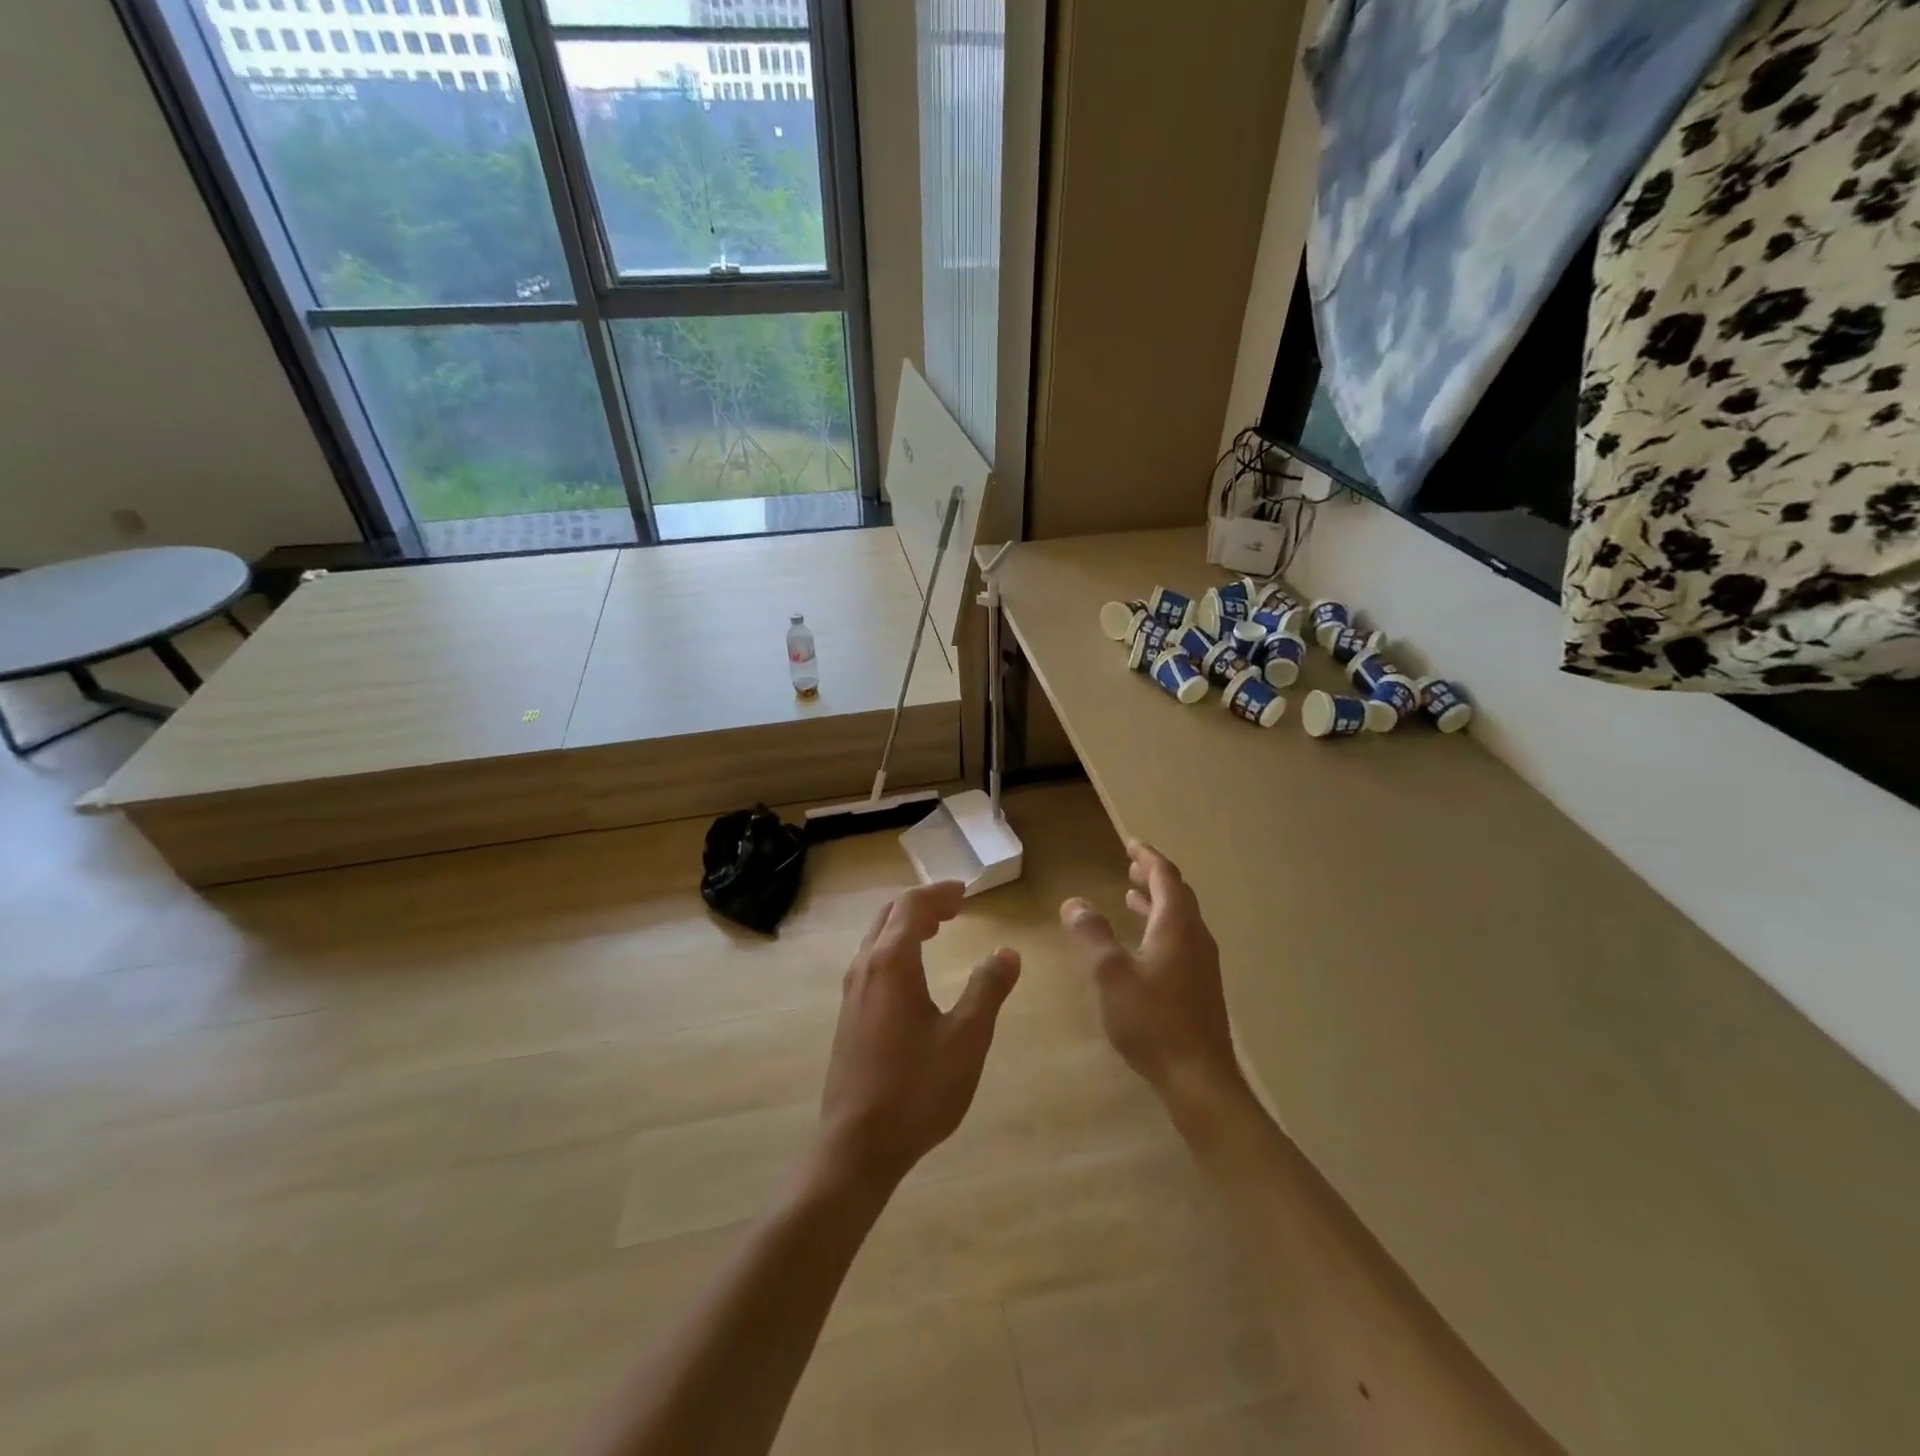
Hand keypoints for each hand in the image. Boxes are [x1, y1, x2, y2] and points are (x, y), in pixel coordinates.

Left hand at [815, 881, 1021, 1189]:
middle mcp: (865, 967)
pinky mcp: (848, 1015)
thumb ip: (987, 989)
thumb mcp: (966, 1037)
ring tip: (937, 930)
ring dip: (906, 926)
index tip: (966, 892)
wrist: (858, 1144)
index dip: (939, 893)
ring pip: (877, 938)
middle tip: (955, 907)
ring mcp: (851, 992)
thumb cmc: (917, 1087)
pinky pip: (872, 961)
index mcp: (891, 962)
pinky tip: (913, 974)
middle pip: (889, 915)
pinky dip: (895, 948)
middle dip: (923, 905)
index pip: (911, 906)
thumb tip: (1007, 953)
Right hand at [1061, 841, 1244, 1108]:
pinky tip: (1142, 947)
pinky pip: (1181, 941)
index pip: (1166, 877)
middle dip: (1153, 877)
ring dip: (1156, 903)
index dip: (1147, 857)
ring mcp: (1202, 964)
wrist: (1199, 1079)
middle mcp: (1195, 938)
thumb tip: (1074, 902)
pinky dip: (1160, 927)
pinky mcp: (1201, 988)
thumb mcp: (1110, 974)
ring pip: (1180, 920)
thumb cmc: (1152, 1021)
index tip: (1130, 843)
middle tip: (1130, 866)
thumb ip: (1091, 934)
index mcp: (1176, 927)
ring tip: (1131, 898)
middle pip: (1178, 895)